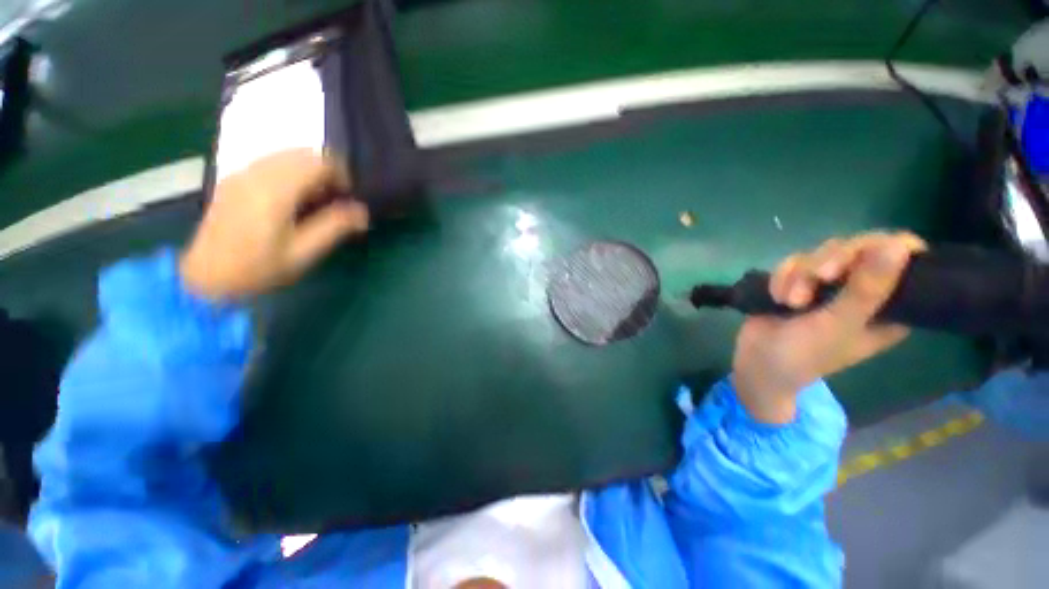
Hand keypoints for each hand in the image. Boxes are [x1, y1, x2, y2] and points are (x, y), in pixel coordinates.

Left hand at [180, 150, 368, 299]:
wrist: (207, 276)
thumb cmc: (259, 268)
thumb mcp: (303, 253)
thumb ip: (334, 227)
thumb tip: (362, 211)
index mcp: (276, 190)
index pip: (318, 162)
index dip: (341, 175)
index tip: (348, 197)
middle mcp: (258, 173)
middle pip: (302, 153)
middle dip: (326, 171)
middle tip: (335, 198)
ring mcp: (242, 174)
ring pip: (285, 154)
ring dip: (308, 170)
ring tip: (316, 198)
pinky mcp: (234, 179)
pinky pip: (270, 161)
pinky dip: (290, 171)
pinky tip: (292, 196)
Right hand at [732, 232, 926, 423]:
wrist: (756, 361)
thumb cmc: (805, 354)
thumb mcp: (840, 325)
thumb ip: (867, 289)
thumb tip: (897, 246)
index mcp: (890, 304)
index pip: (904, 256)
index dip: (886, 246)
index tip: (861, 256)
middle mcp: (863, 289)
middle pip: (859, 247)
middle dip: (832, 261)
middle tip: (819, 278)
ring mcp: (829, 285)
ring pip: (821, 253)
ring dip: (800, 275)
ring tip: (790, 301)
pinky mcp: (799, 282)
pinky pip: (794, 262)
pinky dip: (781, 277)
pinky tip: (776, 297)